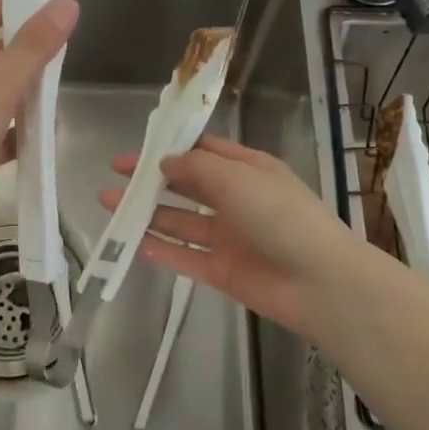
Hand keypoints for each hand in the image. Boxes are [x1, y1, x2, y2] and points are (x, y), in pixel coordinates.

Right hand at [99, 135, 358, 340]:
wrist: (319, 282)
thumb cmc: (280, 215)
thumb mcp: (237, 177)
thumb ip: (195, 167)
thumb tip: (165, 162)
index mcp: (248, 169)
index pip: (205, 151)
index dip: (171, 147)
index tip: (138, 148)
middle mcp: (237, 200)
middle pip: (187, 185)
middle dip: (152, 179)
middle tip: (115, 175)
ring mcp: (229, 237)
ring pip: (180, 221)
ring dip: (147, 212)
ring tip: (110, 203)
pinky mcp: (222, 271)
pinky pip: (184, 256)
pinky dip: (159, 249)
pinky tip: (131, 241)